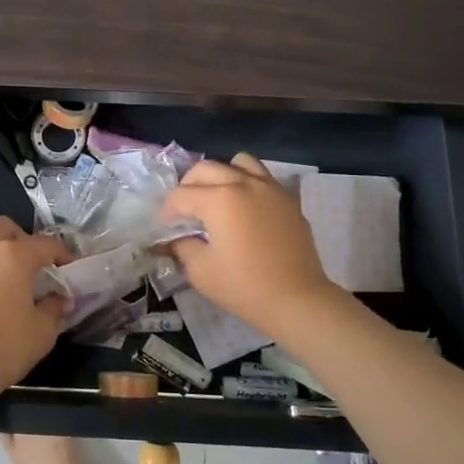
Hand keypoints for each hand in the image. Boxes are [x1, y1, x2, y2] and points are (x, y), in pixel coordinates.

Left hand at [0, 216, 69, 412]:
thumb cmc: (4, 347)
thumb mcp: (42, 331)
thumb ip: (55, 308)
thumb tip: (61, 299)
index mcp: (14, 255)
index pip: (46, 244)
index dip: (63, 254)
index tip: (71, 269)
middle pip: (5, 228)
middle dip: (22, 240)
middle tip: (34, 266)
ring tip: (12, 286)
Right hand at [157, 154, 338, 339]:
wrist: (298, 301)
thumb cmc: (245, 287)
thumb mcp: (200, 271)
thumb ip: (182, 246)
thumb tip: (176, 237)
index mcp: (219, 199)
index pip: (181, 195)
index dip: (167, 212)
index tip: (164, 228)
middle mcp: (243, 183)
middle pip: (205, 169)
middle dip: (188, 186)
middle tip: (184, 211)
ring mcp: (270, 188)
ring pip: (238, 163)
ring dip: (221, 175)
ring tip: (217, 198)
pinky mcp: (288, 199)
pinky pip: (262, 177)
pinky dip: (247, 183)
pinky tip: (244, 209)